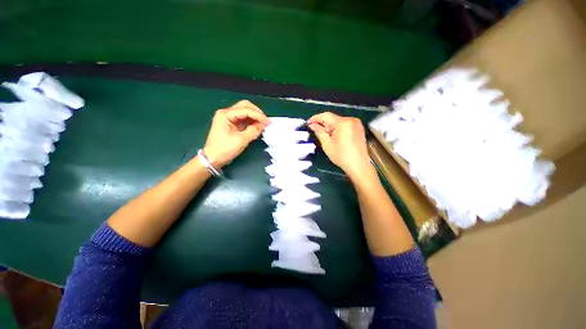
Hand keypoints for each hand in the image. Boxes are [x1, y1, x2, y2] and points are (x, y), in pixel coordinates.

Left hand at [203, 100, 268, 167]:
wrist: (212, 159)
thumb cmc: (224, 150)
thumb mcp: (240, 141)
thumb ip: (253, 131)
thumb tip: (264, 125)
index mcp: (225, 115)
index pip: (245, 110)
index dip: (258, 115)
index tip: (268, 122)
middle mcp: (226, 113)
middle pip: (245, 106)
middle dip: (257, 112)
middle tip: (266, 121)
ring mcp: (229, 118)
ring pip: (245, 111)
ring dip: (255, 116)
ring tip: (263, 124)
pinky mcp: (231, 124)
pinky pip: (244, 119)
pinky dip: (252, 121)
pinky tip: (257, 126)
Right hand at [308, 112, 374, 180]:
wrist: (358, 165)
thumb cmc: (342, 156)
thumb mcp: (327, 144)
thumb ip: (319, 132)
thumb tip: (312, 125)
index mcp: (343, 123)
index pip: (326, 116)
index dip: (315, 118)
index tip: (308, 122)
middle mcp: (351, 120)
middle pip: (333, 118)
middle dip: (323, 123)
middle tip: (315, 130)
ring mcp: (356, 124)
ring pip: (338, 121)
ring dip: (330, 126)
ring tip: (324, 135)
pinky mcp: (359, 128)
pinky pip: (345, 125)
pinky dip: (337, 128)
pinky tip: (334, 136)